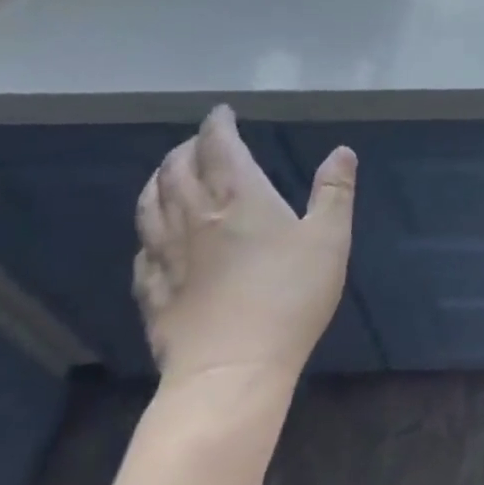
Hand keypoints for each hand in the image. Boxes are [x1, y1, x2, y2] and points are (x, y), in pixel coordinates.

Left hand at [132, 106, 354, 399]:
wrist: (231, 370)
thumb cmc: (289, 297)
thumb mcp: (329, 239)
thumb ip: (335, 192)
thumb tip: (341, 151)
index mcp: (238, 195)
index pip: (217, 145)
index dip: (217, 124)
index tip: (222, 114)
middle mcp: (194, 215)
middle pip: (175, 168)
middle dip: (187, 148)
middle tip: (201, 143)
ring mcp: (166, 254)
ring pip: (150, 203)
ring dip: (159, 181)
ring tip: (169, 176)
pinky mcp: (152, 290)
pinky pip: (142, 249)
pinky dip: (149, 230)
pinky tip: (157, 238)